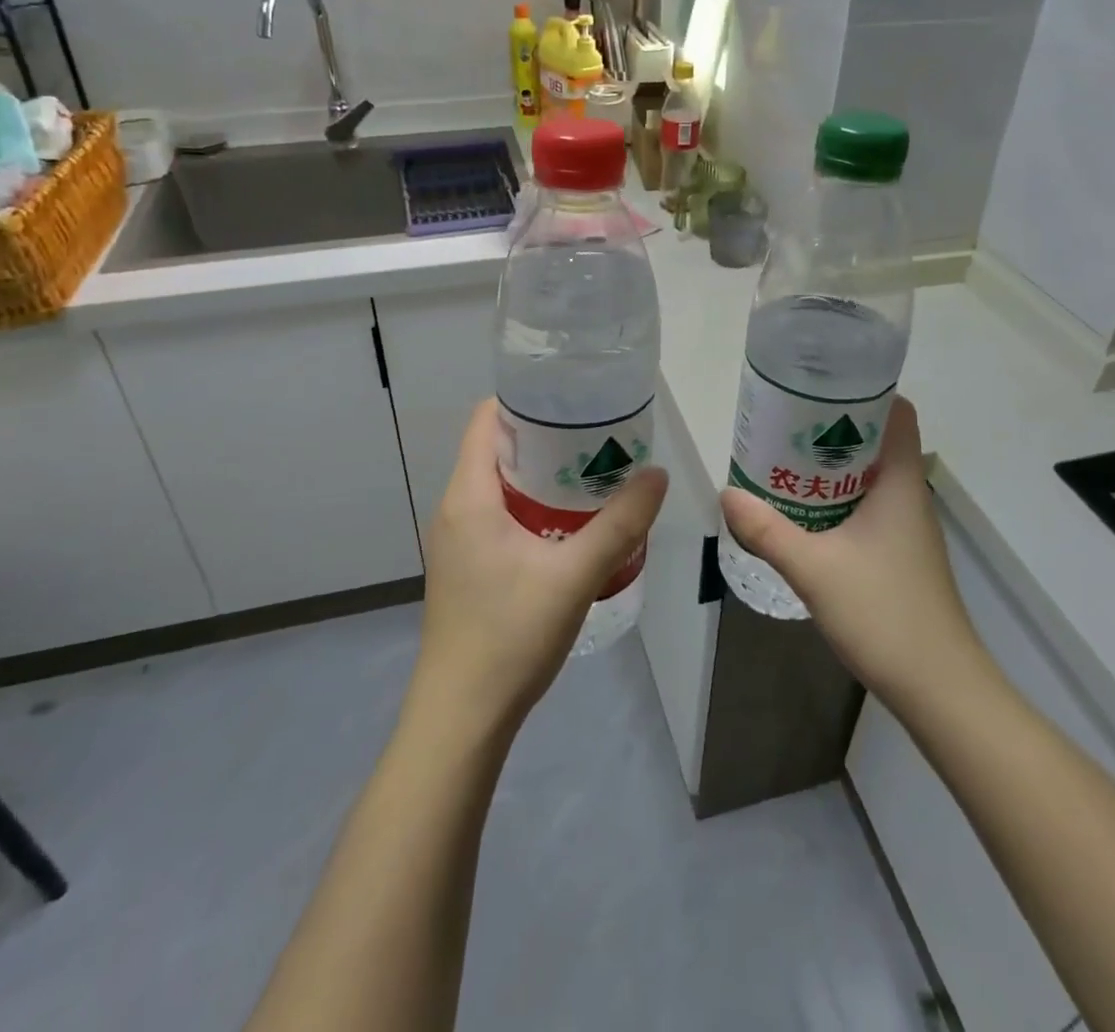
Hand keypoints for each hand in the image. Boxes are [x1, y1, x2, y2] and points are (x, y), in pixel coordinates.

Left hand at [411, 400, 667, 734]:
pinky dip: (534, 505)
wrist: (462, 716)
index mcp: (469, 494)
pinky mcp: (467, 565)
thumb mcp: (575, 575)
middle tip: (598, 434)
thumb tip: (658, 475)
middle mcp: (455, 507)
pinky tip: (571, 523)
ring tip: (593, 471)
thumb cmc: (510, 635)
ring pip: (500, 484)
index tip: (574, 397)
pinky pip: (500, 514)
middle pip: (497, 448)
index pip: (488, 419)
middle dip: (546, 436)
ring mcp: (458, 539)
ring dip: (543, 474)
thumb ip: (620, 524)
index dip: (527, 399)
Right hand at [720, 396, 997, 710]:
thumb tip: (727, 493)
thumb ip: (767, 530)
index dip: (863, 392)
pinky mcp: (900, 554)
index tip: (817, 387)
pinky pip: (867, 507)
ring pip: (869, 476)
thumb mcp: (814, 569)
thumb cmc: (884, 614)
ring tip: (783, 460)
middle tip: (783, 422)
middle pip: (876, 441)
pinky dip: (837, 499)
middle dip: (831, 427)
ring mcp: (907, 528)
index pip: (897, 412)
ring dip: (831, 466)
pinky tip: (803, 513)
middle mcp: (909, 496)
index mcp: (901, 483)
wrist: (940, 689)